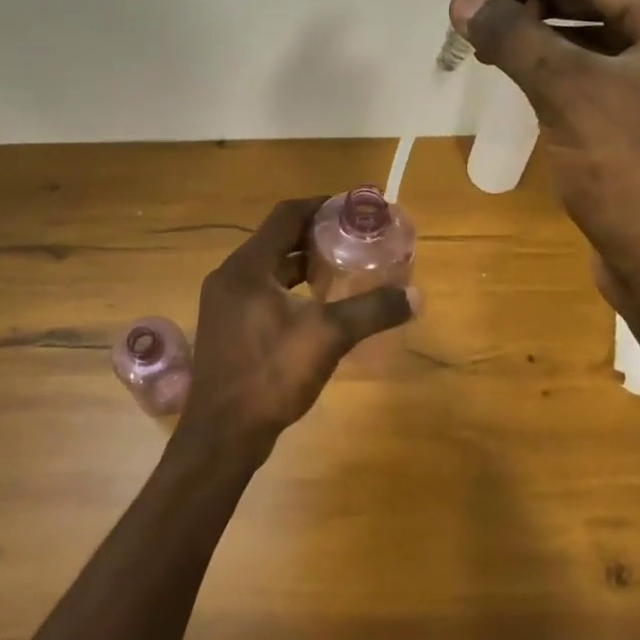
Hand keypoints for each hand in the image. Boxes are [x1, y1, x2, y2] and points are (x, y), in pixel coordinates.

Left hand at [177, 197, 417, 461]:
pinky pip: (262, 291)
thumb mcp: (328, 338)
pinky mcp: (226, 326)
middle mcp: (230, 276)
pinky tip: (317, 304)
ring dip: (303, 263)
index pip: (286, 215)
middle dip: (316, 235)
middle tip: (355, 238)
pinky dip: (290, 287)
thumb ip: (371, 311)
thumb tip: (416, 295)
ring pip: (269, 268)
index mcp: (247, 267)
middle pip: (277, 239)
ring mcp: (224, 303)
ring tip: (342, 266)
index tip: (354, 207)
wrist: (222, 434)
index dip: (321, 205)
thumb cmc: (271, 375)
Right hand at [448, 0, 639, 336]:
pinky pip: (600, 85)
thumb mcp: (567, 93)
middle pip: (599, 5)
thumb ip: (515, 37)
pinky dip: (561, 77)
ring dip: (544, 42)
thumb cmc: (630, 171)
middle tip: (476, 12)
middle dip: (536, 6)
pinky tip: (523, 83)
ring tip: (488, 45)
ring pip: (597, 47)